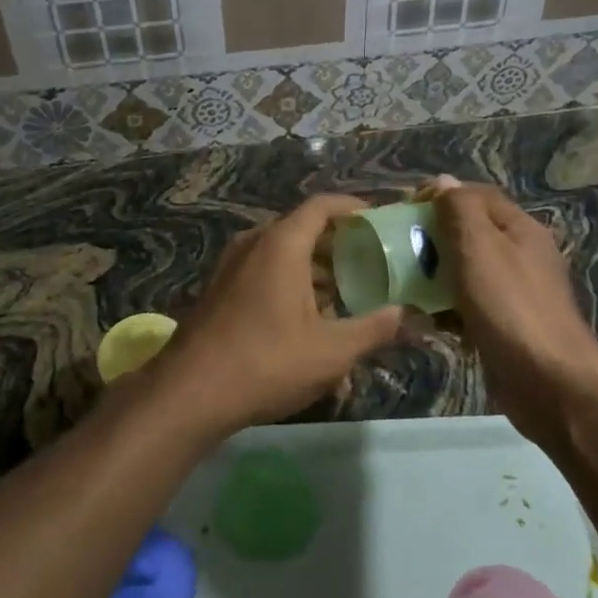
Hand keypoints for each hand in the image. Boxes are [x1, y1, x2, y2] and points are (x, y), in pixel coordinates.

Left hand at [157, 196, 405, 434]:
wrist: (190, 392)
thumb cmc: (267, 362)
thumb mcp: (331, 351)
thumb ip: (374, 329)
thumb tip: (407, 315)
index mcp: (281, 244)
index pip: (322, 206)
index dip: (354, 208)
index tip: (380, 221)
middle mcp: (254, 244)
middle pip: (303, 230)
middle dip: (338, 245)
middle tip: (371, 264)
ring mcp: (232, 266)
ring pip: (282, 255)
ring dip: (315, 270)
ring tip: (346, 298)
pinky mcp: (220, 290)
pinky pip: (264, 273)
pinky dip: (290, 284)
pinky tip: (308, 322)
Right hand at [423, 179, 597, 445]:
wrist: (550, 383)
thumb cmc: (510, 306)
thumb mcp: (478, 246)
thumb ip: (458, 209)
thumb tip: (443, 181)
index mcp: (519, 228)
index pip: (475, 196)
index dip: (439, 196)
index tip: (403, 210)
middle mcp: (520, 255)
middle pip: (469, 233)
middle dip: (432, 238)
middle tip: (397, 249)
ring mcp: (515, 294)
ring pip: (465, 272)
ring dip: (434, 276)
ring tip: (403, 285)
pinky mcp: (505, 327)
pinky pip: (468, 307)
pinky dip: (446, 310)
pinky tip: (425, 321)